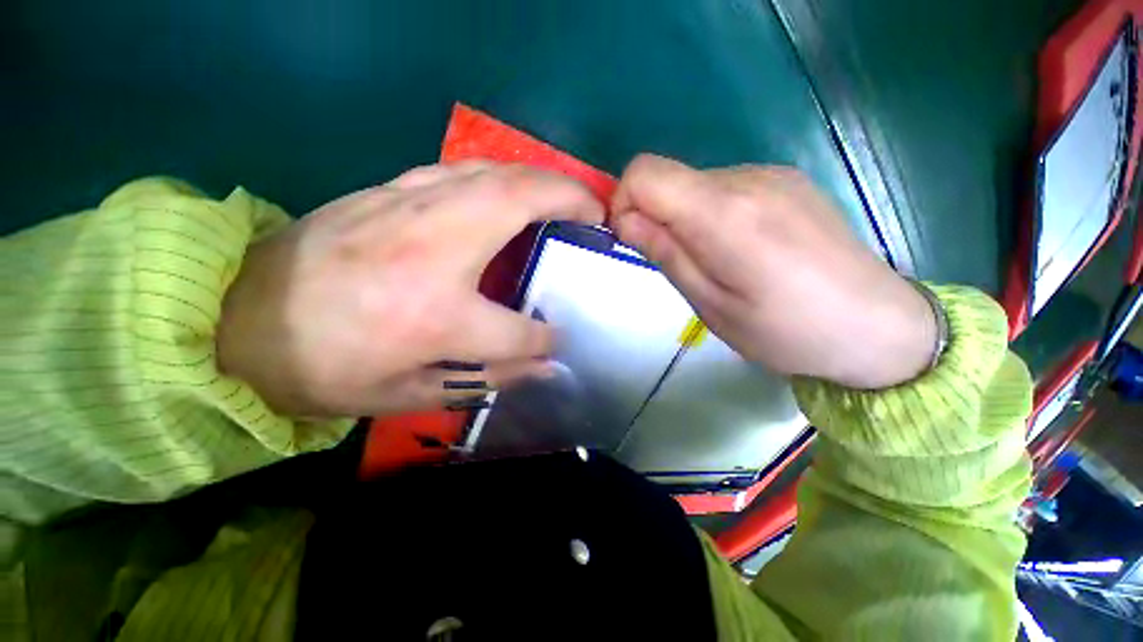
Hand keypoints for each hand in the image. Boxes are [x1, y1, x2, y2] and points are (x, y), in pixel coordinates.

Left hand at [218, 162, 603, 416]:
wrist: (237, 319)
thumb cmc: (325, 368)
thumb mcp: (410, 394)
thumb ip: (488, 377)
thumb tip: (545, 366)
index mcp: (437, 316)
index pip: (519, 330)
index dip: (547, 337)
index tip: (559, 338)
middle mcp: (434, 252)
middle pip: (520, 205)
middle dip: (569, 200)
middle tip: (596, 211)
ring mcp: (409, 210)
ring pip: (494, 173)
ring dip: (540, 179)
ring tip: (565, 195)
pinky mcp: (388, 191)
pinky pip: (460, 171)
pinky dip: (498, 175)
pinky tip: (508, 190)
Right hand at [609, 154, 934, 388]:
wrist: (878, 325)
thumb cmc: (786, 330)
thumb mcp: (710, 305)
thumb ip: (665, 254)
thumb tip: (625, 219)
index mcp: (725, 214)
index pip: (645, 174)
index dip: (624, 202)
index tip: (632, 239)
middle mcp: (748, 178)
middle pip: (669, 177)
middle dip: (654, 215)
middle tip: (676, 263)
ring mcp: (772, 174)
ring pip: (695, 184)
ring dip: (685, 218)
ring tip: (715, 261)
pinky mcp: (787, 180)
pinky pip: (725, 187)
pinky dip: (712, 214)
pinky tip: (741, 248)